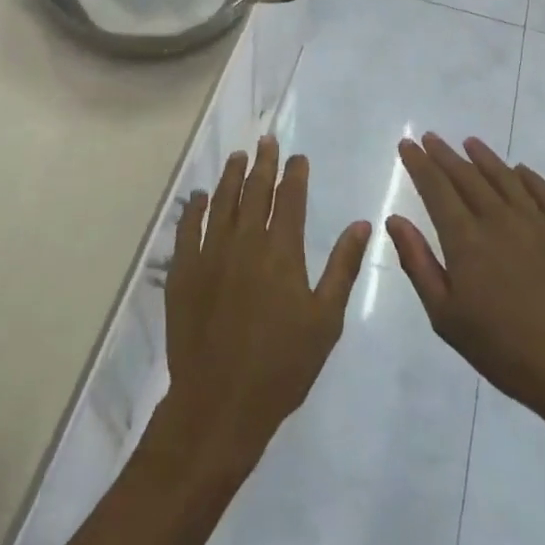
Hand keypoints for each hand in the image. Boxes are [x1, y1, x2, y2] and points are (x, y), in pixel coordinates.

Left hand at [160, 138, 371, 473]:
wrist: (220, 402)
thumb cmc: (282, 366)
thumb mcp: (325, 320)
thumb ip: (342, 267)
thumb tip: (362, 224)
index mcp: (281, 252)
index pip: (289, 199)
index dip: (294, 174)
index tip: (297, 157)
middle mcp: (244, 242)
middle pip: (254, 191)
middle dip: (263, 163)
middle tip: (267, 141)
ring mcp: (209, 254)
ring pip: (221, 202)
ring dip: (231, 176)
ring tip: (238, 156)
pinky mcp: (183, 271)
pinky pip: (187, 228)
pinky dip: (194, 208)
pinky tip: (198, 196)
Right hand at [388, 133, 544, 432]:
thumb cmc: (505, 350)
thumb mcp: (446, 316)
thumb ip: (418, 263)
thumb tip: (395, 220)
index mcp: (466, 240)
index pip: (436, 189)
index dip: (419, 164)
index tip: (407, 145)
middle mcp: (500, 220)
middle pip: (467, 176)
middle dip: (444, 155)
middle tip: (430, 137)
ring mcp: (538, 222)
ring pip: (505, 177)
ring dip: (483, 157)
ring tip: (469, 142)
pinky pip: (544, 192)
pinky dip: (527, 176)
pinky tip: (518, 170)